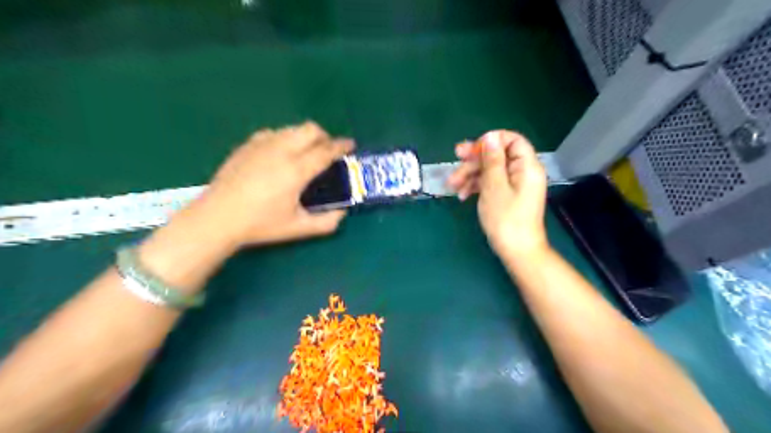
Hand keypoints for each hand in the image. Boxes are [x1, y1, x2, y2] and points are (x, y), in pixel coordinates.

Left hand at [194, 124, 352, 248]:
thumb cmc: (260, 224)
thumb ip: (326, 223)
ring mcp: (262, 144)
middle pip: (310, 129)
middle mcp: (281, 150)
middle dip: (325, 136)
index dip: (342, 146)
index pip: (326, 151)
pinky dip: (286, 138)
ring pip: (292, 128)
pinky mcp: (247, 145)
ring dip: (305, 136)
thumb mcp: (298, 228)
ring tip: (306, 153)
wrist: (217, 217)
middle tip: (328, 151)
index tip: (351, 145)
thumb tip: (342, 213)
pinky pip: (274, 133)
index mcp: (296, 170)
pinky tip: (281, 154)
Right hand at [447, 132, 546, 258]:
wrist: (516, 251)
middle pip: (497, 155)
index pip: (512, 140)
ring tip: (452, 185)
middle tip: (455, 160)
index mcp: (526, 166)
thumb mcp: (494, 187)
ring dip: (470, 175)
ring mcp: (514, 185)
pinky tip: (462, 195)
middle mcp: (522, 172)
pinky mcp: (506, 196)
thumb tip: (490, 136)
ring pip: (490, 170)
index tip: (473, 150)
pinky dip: (476, 186)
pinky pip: (491, 184)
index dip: (491, 141)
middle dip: (475, 160)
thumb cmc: (506, 219)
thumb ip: (492, 160)